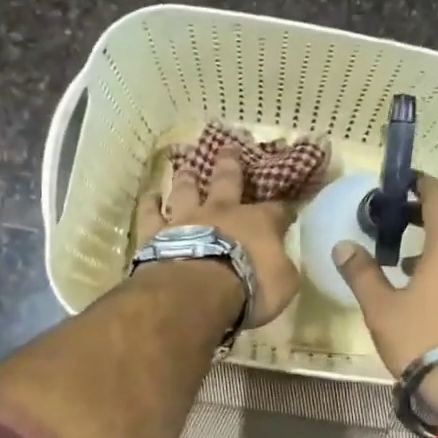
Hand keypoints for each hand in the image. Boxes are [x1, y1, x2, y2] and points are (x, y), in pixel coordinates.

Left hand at [132, 145, 301, 328]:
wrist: (198, 290)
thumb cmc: (249, 287)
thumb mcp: (283, 282)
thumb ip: (282, 267)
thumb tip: (280, 260)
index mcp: (259, 222)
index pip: (277, 211)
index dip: (283, 209)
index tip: (287, 208)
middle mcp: (223, 211)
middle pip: (228, 180)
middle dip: (230, 164)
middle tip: (228, 148)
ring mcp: (187, 219)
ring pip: (186, 190)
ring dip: (187, 178)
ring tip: (185, 167)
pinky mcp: (157, 233)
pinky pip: (150, 213)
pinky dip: (150, 204)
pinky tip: (150, 196)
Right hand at [331, 174, 437, 418]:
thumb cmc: (424, 338)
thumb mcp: (382, 308)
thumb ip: (362, 273)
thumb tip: (343, 246)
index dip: (418, 184)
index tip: (398, 184)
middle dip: (423, 213)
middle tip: (392, 220)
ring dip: (436, 241)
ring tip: (403, 257)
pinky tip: (427, 286)